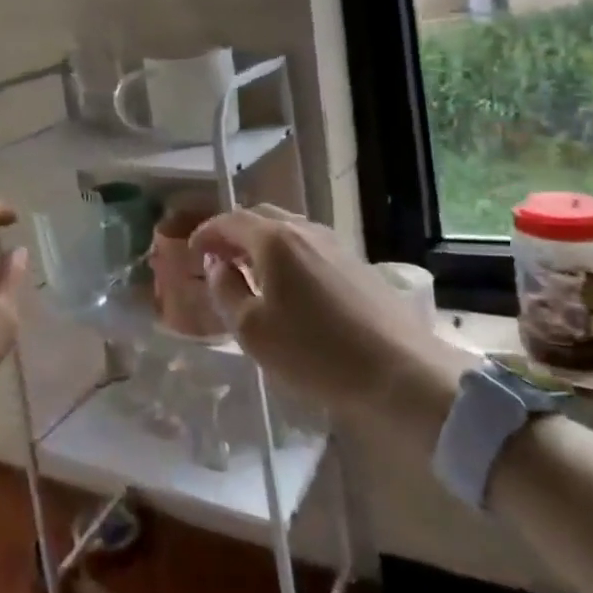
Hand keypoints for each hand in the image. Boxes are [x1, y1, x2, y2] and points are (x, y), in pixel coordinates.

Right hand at [191, 205, 470, 439]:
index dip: (205, 234)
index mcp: (274, 240)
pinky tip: (288, 285)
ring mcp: (335, 244)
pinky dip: (287, 255)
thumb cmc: (316, 353)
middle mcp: (305, 230)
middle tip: (216, 257)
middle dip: (233, 233)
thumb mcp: (253, 330)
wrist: (402, 375)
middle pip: (259, 217)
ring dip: (261, 243)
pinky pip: (309, 246)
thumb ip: (225, 290)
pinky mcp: (357, 264)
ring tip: (249, 271)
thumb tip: (217, 266)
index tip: (190, 252)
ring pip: (287, 230)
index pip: (228, 221)